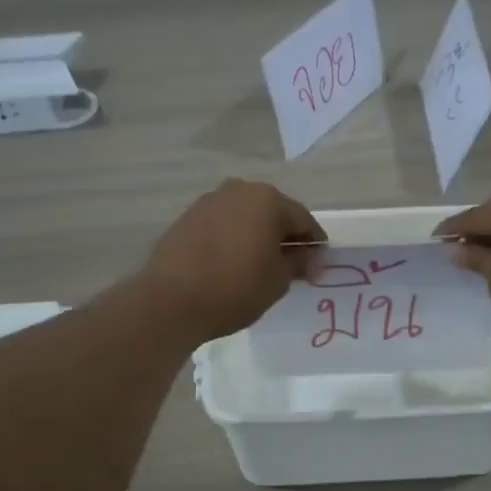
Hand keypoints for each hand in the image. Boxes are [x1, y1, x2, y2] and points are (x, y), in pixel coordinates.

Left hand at [143, 180, 325, 341]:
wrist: (171, 300)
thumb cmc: (235, 288)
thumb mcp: (278, 280)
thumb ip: (298, 263)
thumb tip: (309, 257)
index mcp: (268, 200)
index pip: (303, 219)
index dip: (314, 244)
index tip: (318, 267)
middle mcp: (238, 191)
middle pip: (272, 212)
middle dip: (284, 236)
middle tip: (291, 265)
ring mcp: (208, 202)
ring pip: (244, 217)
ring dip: (256, 235)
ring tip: (260, 264)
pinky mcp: (186, 218)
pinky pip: (221, 225)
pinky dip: (232, 239)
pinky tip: (232, 262)